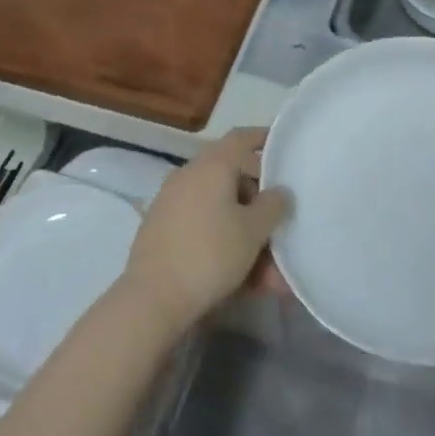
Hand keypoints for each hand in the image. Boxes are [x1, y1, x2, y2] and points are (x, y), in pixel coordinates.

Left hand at [120, 129, 290, 333]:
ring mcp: (171, 201)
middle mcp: (188, 175)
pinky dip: (223, 242)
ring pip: (219, 209)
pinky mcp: (161, 229)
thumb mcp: (253, 231)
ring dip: (244, 232)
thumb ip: (272, 205)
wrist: (152, 297)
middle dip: (258, 203)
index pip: (241, 138)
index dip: (263, 138)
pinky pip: (202, 226)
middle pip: (231, 177)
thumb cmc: (210, 254)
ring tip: (268, 273)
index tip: (282, 147)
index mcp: (212, 166)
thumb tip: (278, 192)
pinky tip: (242, 279)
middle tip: (279, 225)